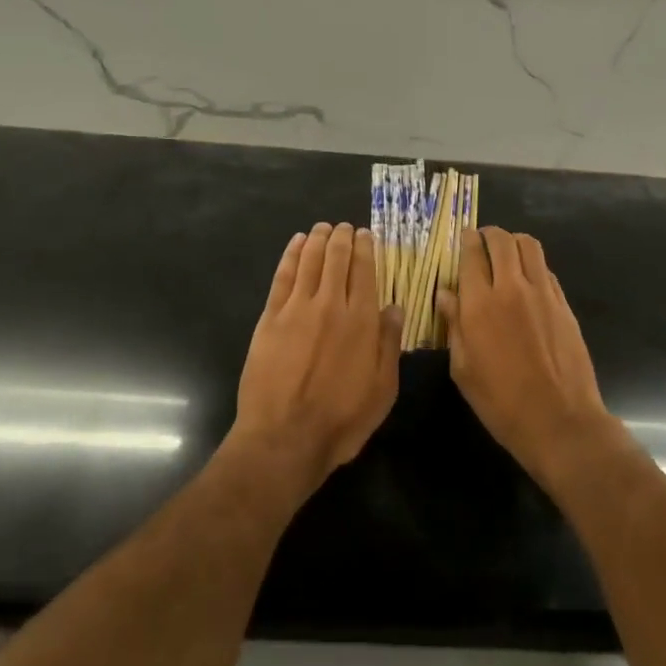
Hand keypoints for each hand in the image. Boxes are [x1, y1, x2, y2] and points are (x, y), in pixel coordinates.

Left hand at [230, 222, 402, 499]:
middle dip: (341, 238)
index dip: (365, 248)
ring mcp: (297, 309)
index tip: (365, 234)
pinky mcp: (270, 318)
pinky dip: (290, 255)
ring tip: (322, 228)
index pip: (364, 271)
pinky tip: (296, 245)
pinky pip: (283, 276)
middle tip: (343, 227)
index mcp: (361, 320)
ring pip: (309, 261)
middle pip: (336, 259)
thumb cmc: (341, 420)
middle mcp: (330, 305)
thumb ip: (389, 344)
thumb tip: (395, 308)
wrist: (284, 438)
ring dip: (317, 240)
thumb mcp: (382, 390)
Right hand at [439, 227, 618, 489]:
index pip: (472, 253)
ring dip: (513, 242)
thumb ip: (454, 325)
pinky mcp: (564, 304)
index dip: (466, 241)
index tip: (462, 240)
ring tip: (505, 255)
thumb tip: (445, 294)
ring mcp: (543, 294)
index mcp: (480, 304)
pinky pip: (546, 269)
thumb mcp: (463, 369)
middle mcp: (512, 288)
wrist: (560, 422)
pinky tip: (526, 282)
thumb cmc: (501, 402)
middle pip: (501, 240)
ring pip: (529, 246)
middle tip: (482, 243)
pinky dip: (532, 265)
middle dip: (489, 235)